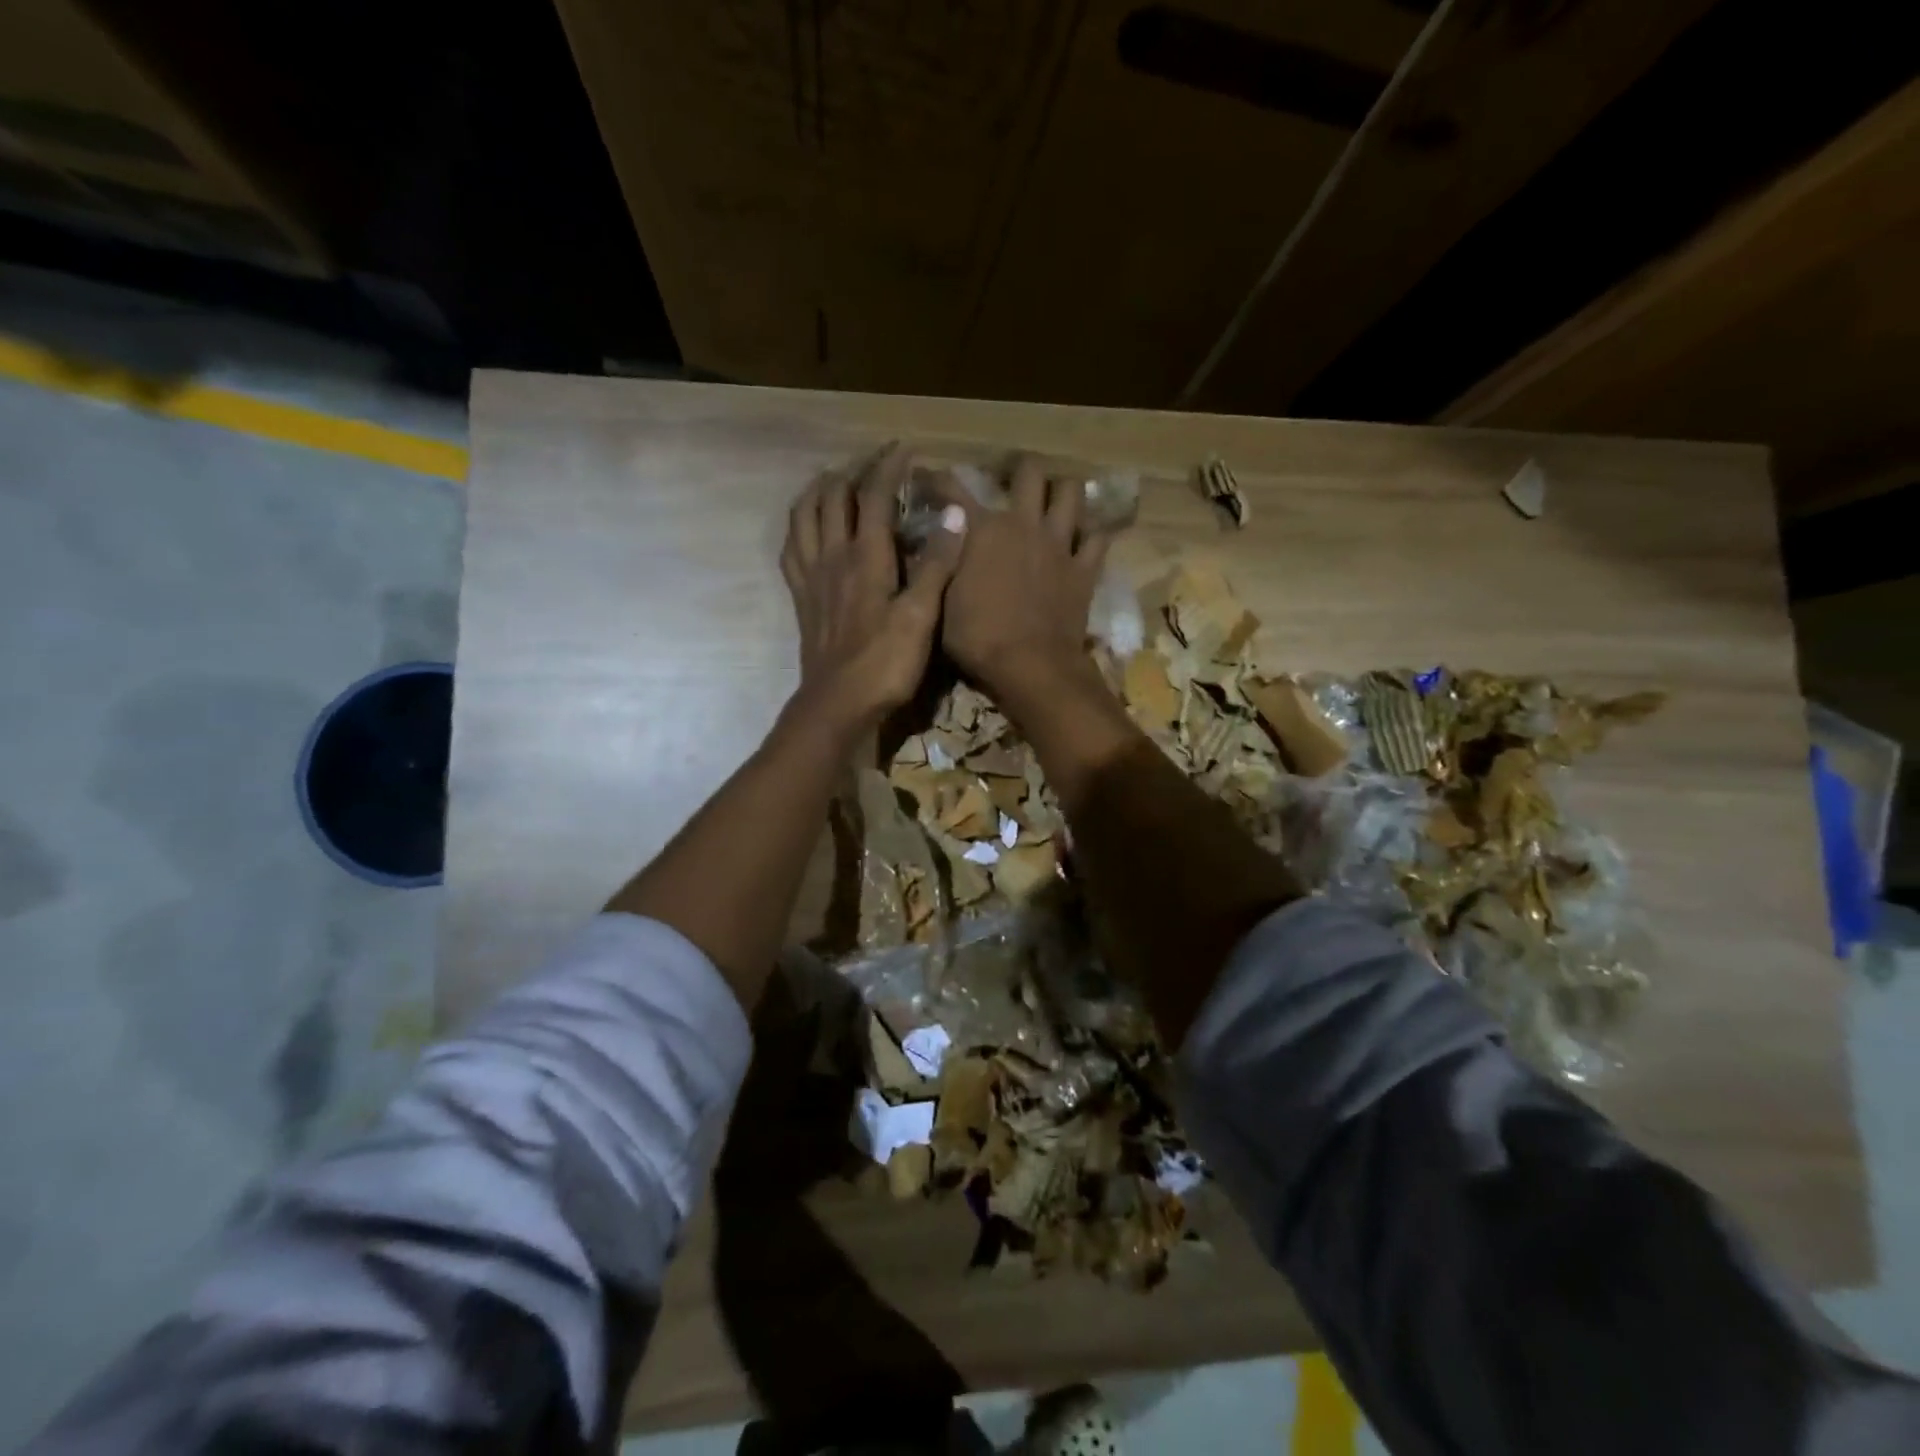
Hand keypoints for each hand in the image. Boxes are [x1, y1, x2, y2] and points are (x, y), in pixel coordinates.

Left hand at [781, 444, 966, 736]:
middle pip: (833, 497)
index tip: (903, 448)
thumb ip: (936, 564)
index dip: (888, 466)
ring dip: (818, 491)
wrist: (838, 704)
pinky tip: (807, 528)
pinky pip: (791, 549)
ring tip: (834, 481)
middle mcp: (833, 556)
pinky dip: (798, 527)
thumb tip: (952, 515)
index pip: (874, 495)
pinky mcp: (801, 598)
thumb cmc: (885, 663)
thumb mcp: (920, 616)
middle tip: (874, 465)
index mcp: (866, 557)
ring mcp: (811, 577)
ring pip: (804, 516)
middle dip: (853, 471)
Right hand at [938, 455, 1110, 701]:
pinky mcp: (1084, 569)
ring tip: (1054, 504)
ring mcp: (1059, 544)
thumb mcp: (942, 603)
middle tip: (1013, 485)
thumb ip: (943, 564)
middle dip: (1019, 472)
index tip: (932, 480)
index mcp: (983, 530)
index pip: (954, 489)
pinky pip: (1097, 537)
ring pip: (1071, 493)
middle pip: (1029, 473)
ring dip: (1062, 492)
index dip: (939, 480)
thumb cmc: (977, 639)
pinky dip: (1090, 534)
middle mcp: (1023, 524)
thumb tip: (941, 538)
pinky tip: (1082, 540)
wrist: (1030, 667)